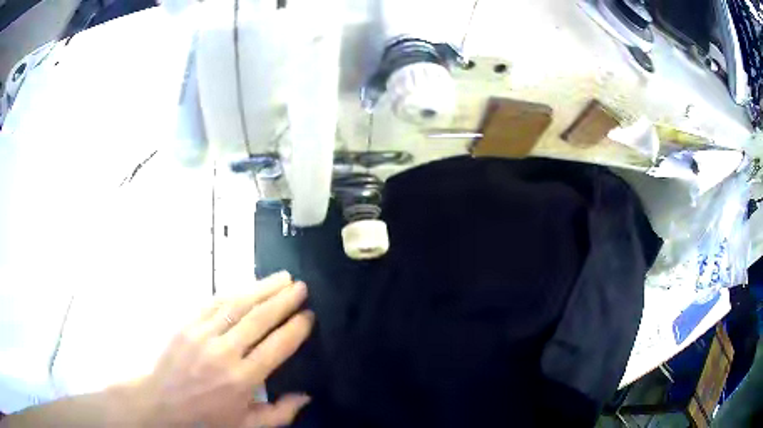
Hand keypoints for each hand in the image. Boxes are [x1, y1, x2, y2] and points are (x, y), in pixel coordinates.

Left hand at [128, 271, 313, 426]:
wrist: (161, 403)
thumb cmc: (206, 417)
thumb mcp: (247, 426)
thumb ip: (280, 414)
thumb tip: (306, 395)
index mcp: (242, 379)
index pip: (276, 346)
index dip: (296, 328)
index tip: (309, 315)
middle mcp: (224, 352)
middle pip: (259, 319)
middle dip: (284, 300)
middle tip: (302, 287)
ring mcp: (203, 334)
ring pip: (238, 304)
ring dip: (262, 288)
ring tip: (283, 277)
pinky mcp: (187, 324)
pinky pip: (214, 302)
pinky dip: (235, 291)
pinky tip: (248, 285)